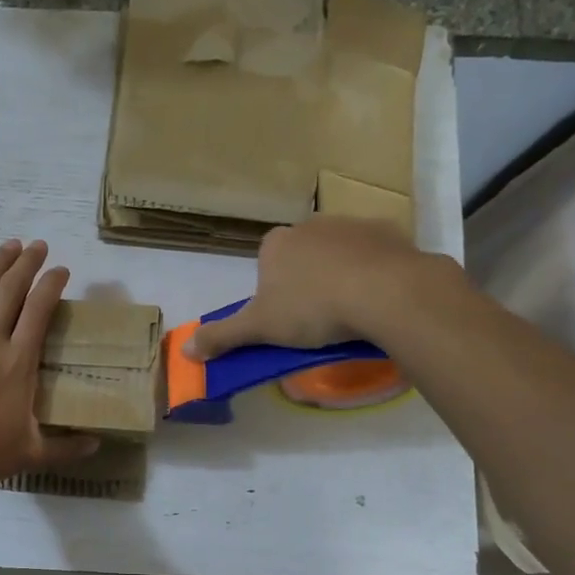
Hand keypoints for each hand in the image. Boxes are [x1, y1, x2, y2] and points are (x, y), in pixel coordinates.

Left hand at [0, 239, 98, 497]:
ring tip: (10, 245)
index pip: (40, 309)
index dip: (52, 284)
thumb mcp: (29, 454)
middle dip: (28, 263)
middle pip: (11, 290)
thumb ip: (66, 448)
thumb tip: (97, 444)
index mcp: (18, 361)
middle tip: (39, 246)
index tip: (62, 270)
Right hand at [187, 216, 438, 358]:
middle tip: (319, 317)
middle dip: (308, 280)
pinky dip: (376, 271)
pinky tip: (381, 297)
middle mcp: (310, 225)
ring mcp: (352, 224)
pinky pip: (376, 253)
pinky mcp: (389, 231)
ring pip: (340, 252)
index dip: (274, 290)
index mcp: (276, 243)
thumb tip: (185, 350)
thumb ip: (223, 336)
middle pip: (303, 255)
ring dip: (342, 273)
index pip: (266, 263)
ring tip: (353, 310)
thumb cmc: (312, 309)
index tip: (287, 317)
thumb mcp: (260, 329)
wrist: (384, 292)